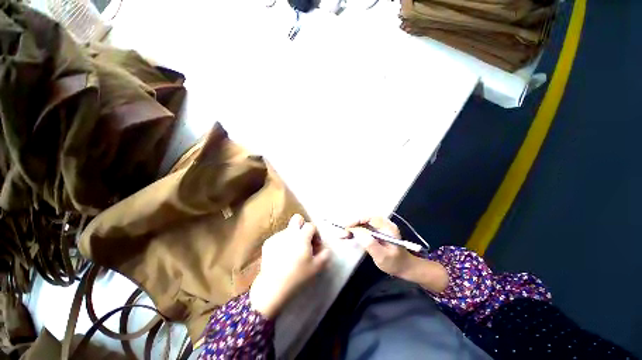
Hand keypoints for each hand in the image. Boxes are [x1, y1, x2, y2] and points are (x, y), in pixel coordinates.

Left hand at [249, 214, 331, 318]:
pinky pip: (278, 238)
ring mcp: (277, 236)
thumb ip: (325, 256)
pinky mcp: (268, 243)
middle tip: (304, 239)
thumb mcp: (316, 267)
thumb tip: (326, 250)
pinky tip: (282, 256)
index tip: (316, 245)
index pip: (311, 225)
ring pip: (288, 230)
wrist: (273, 287)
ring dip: (293, 237)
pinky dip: (283, 243)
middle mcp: (289, 232)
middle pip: (297, 218)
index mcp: (302, 236)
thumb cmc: (297, 276)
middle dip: (303, 225)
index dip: (316, 234)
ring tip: (293, 252)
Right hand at [347, 217, 415, 278]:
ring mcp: (380, 228)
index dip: (357, 221)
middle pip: (364, 220)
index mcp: (387, 227)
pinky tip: (348, 236)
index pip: (369, 218)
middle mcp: (383, 224)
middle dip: (352, 225)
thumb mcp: (382, 257)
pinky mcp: (376, 232)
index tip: (346, 227)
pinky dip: (355, 232)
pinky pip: (364, 228)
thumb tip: (357, 232)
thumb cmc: (395, 263)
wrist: (405, 268)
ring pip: (363, 224)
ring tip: (343, 236)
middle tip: (343, 234)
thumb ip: (370, 244)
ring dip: (352, 228)